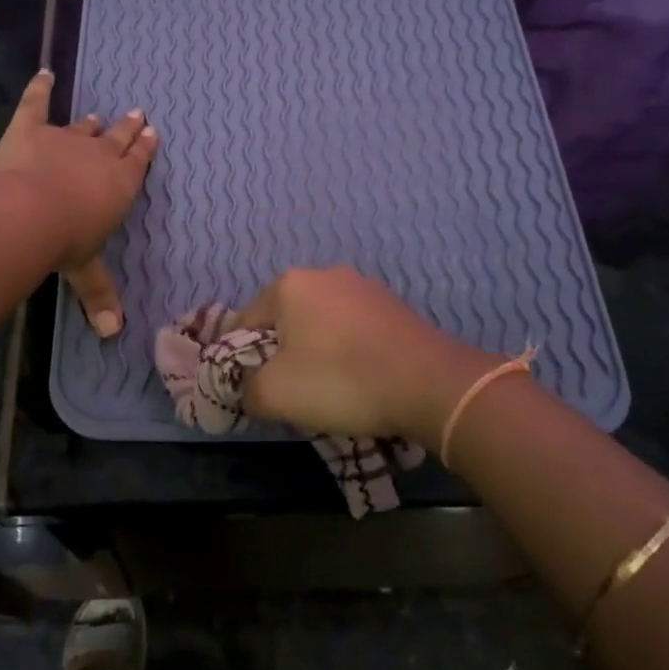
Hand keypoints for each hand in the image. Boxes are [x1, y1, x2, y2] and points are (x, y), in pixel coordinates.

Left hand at [0, 70, 157, 337]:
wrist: (29, 213)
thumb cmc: (66, 243)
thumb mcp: (85, 271)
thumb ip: (99, 296)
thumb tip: (111, 334)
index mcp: (119, 185)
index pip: (137, 162)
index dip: (145, 148)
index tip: (152, 133)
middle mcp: (98, 156)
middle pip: (117, 139)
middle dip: (128, 129)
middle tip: (138, 114)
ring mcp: (64, 138)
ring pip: (83, 127)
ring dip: (92, 122)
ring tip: (99, 115)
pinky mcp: (29, 129)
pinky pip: (36, 103)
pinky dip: (39, 88)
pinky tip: (43, 73)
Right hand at [237, 267, 496, 443]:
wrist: (428, 383)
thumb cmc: (340, 380)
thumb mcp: (275, 394)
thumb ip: (246, 390)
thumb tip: (248, 390)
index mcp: (288, 284)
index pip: (246, 321)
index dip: (240, 358)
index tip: (251, 389)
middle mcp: (324, 274)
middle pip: (285, 319)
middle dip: (281, 352)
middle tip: (288, 391)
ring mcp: (363, 287)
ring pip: (321, 323)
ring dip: (316, 351)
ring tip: (327, 389)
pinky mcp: (393, 305)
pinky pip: (354, 329)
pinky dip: (348, 351)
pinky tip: (359, 379)